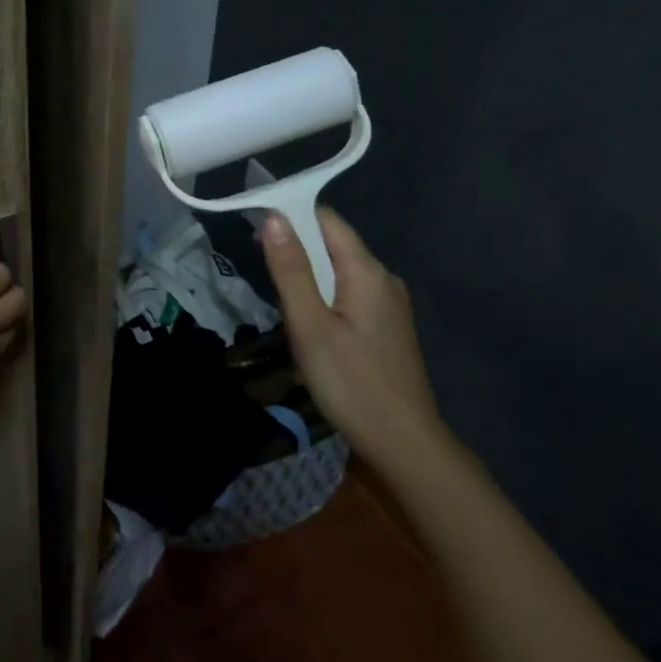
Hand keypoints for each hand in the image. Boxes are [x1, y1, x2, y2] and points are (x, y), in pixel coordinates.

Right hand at [260, 207, 441, 464]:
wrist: (404, 444)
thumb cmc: (351, 383)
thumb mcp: (310, 325)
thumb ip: (291, 270)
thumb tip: (274, 217)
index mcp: (366, 270)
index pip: (326, 219)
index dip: (291, 216)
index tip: (256, 232)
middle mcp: (383, 278)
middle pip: (333, 244)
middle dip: (297, 252)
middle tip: (265, 279)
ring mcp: (390, 304)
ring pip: (339, 272)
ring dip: (309, 279)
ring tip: (285, 311)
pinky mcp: (389, 328)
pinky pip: (350, 295)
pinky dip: (325, 299)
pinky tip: (312, 329)